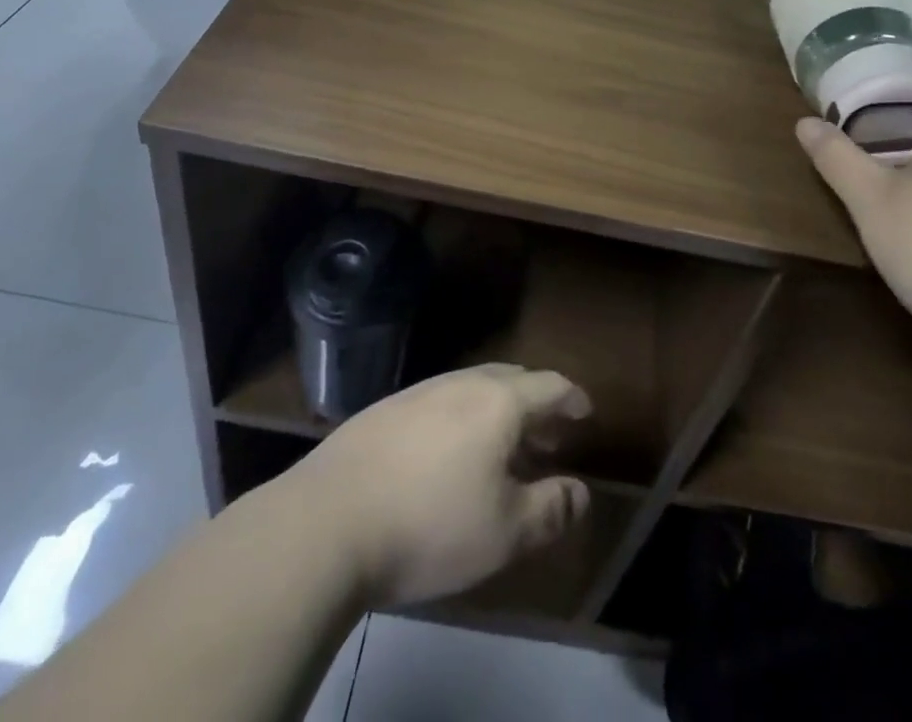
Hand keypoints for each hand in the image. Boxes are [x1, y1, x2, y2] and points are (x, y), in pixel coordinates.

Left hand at [283, 363, 592, 608]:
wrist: (326, 521)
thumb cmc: (430, 525)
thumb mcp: (505, 533)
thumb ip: (551, 509)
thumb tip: (581, 492)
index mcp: (499, 402)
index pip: (549, 385)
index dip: (572, 398)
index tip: (585, 413)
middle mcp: (462, 383)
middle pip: (511, 380)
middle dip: (535, 405)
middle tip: (547, 437)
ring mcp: (419, 392)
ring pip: (472, 389)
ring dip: (497, 412)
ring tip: (501, 449)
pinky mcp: (384, 410)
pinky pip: (440, 402)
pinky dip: (461, 419)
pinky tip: (448, 455)